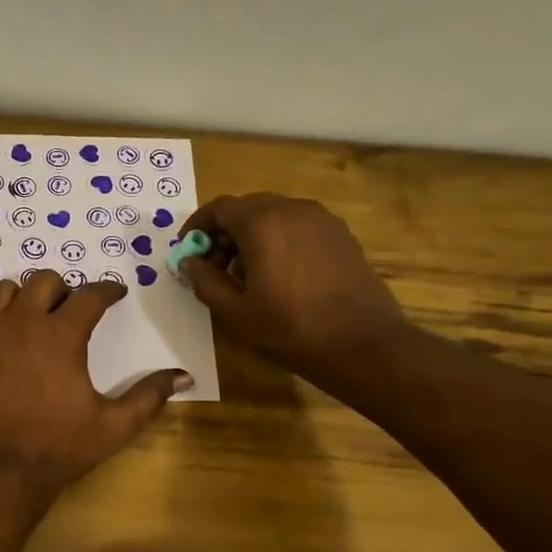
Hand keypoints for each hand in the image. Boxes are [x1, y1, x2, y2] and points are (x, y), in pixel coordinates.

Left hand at [0, 271, 190, 499]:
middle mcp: (23, 321)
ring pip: (4, 291)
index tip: (115, 294)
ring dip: (23, 298)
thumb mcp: (114, 426)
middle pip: (44, 281)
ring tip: (31, 318)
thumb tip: (184, 376)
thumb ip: (149, 396)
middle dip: (63, 288)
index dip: (108, 290)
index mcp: (62, 334)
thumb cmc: (58, 447)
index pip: (91, 295)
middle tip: (70, 308)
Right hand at [179, 194, 407, 388]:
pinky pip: (298, 226)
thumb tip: (190, 262)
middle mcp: (292, 209)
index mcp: (262, 223)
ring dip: (251, 236)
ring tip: (246, 274)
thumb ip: (204, 281)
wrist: (363, 344)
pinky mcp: (340, 234)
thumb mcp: (235, 312)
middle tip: (214, 266)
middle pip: (247, 208)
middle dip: (224, 232)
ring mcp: (321, 219)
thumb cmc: (290, 328)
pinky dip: (278, 239)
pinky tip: (279, 274)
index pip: (219, 209)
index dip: (197, 227)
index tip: (188, 251)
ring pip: (274, 215)